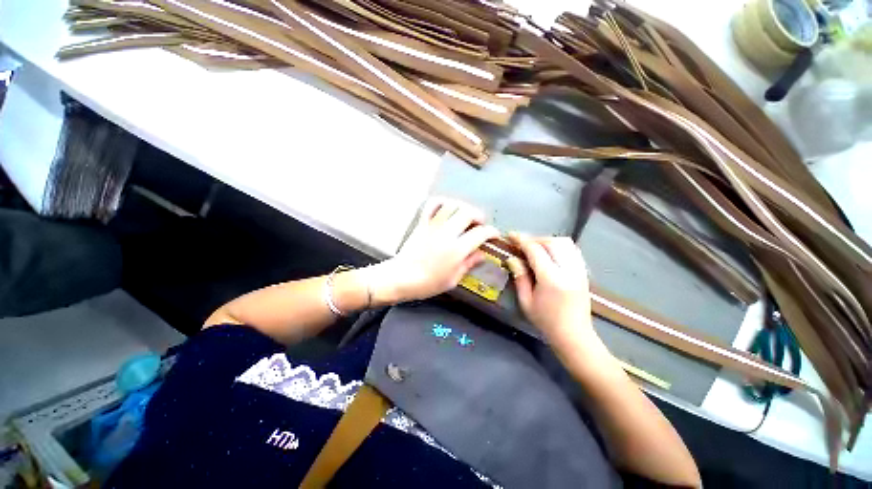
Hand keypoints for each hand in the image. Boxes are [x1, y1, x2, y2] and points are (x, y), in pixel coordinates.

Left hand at [371, 198, 499, 303]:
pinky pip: (432, 205)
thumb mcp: (453, 279)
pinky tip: (447, 207)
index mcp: (457, 250)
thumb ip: (469, 264)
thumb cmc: (428, 283)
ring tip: (465, 215)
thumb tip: (482, 254)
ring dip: (463, 207)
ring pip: (452, 206)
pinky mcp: (422, 223)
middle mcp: (447, 233)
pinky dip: (442, 201)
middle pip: (468, 213)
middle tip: (480, 224)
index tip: (494, 235)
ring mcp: (433, 226)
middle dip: (479, 216)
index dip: (492, 232)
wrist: (401, 277)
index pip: (480, 233)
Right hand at [506, 233, 596, 347]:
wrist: (574, 336)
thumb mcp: (526, 301)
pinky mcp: (583, 272)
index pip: (536, 250)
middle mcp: (568, 270)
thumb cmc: (546, 321)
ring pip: (565, 243)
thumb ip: (519, 277)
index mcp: (552, 279)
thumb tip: (512, 258)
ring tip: (535, 248)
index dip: (521, 240)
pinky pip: (572, 250)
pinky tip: (549, 254)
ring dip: (547, 241)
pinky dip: (558, 246)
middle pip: (552, 242)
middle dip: (534, 239)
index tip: (510, 235)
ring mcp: (579, 270)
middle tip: (521, 244)